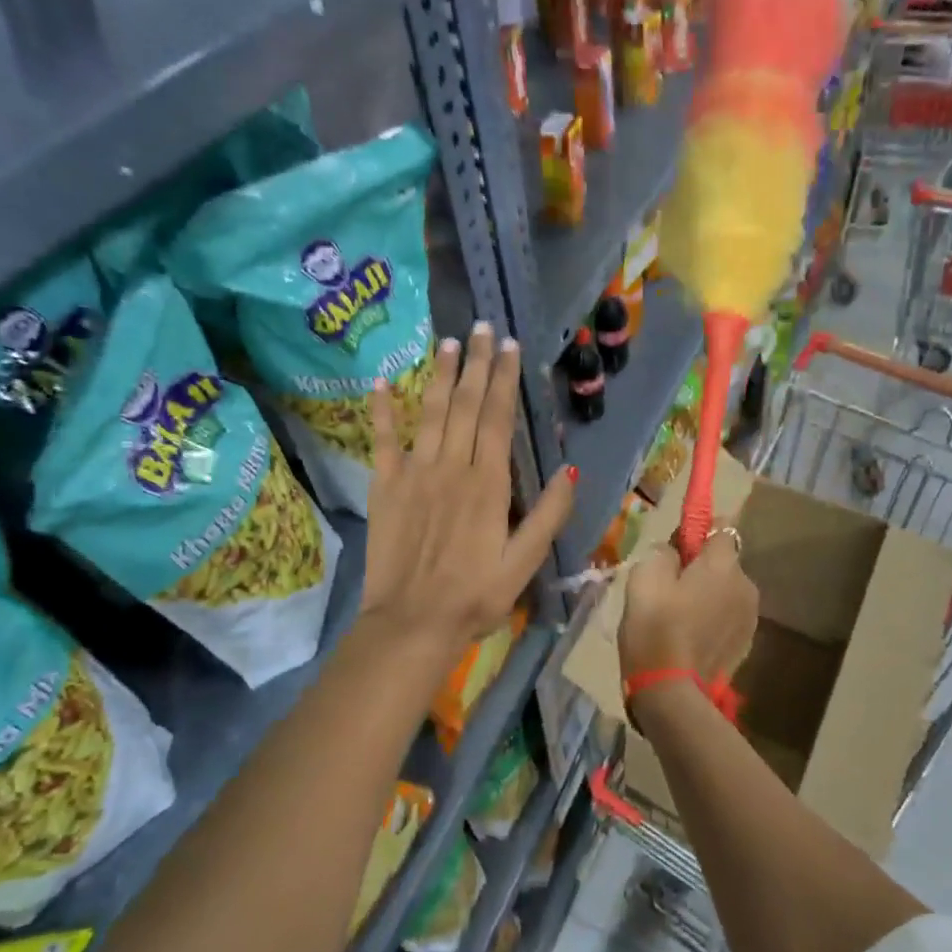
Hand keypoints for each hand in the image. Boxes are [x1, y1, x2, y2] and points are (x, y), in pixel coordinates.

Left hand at [361, 324, 574, 660]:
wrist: (412, 623)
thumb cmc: (475, 597)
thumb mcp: (524, 563)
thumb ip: (549, 515)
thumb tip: (571, 469)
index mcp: (488, 484)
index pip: (497, 419)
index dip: (504, 380)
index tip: (509, 347)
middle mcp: (451, 468)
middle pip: (464, 405)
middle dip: (475, 364)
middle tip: (482, 328)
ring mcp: (413, 474)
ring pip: (428, 413)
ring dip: (438, 375)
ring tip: (447, 343)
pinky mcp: (384, 488)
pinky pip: (382, 441)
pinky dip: (381, 411)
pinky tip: (380, 383)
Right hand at [618, 536, 758, 685]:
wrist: (672, 693)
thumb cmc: (655, 628)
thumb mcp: (644, 577)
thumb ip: (663, 553)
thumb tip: (674, 552)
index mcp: (723, 564)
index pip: (721, 526)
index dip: (697, 532)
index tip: (675, 548)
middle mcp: (746, 585)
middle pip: (723, 562)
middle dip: (701, 567)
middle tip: (668, 587)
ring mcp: (749, 617)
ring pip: (725, 591)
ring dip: (707, 595)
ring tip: (677, 617)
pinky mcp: (745, 645)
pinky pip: (726, 618)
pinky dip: (711, 620)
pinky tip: (688, 638)